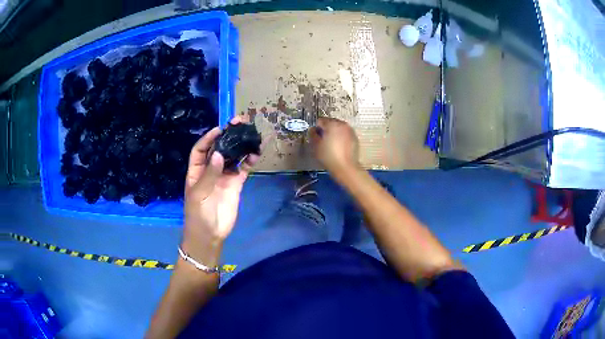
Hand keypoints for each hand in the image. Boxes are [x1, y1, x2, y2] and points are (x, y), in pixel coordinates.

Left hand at [182, 117, 258, 266]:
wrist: (210, 235)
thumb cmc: (198, 214)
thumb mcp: (199, 194)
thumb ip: (209, 174)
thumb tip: (219, 153)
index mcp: (196, 171)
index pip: (200, 149)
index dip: (208, 138)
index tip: (220, 129)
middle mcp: (210, 170)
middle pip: (218, 148)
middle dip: (227, 136)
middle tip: (239, 122)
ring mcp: (224, 176)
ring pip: (233, 157)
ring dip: (240, 146)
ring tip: (251, 134)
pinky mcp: (236, 184)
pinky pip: (243, 169)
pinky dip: (249, 161)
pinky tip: (255, 154)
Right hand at [309, 117, 359, 176]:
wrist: (345, 167)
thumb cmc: (329, 156)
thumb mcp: (316, 146)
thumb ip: (312, 134)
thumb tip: (312, 130)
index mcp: (332, 124)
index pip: (320, 120)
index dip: (316, 128)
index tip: (315, 136)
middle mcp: (342, 124)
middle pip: (331, 122)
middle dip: (326, 129)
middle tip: (323, 140)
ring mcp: (350, 131)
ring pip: (339, 128)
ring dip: (334, 132)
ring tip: (331, 144)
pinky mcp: (355, 138)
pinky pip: (345, 134)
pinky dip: (341, 137)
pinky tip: (338, 147)